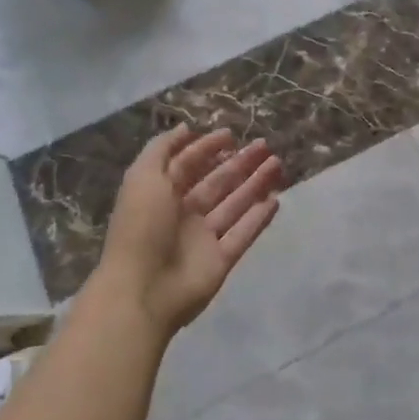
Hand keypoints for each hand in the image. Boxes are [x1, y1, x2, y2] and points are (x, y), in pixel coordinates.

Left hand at [97, 125, 282, 335]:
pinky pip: (244, 234)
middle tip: (263, 145)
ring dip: (255, 183)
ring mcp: (204, 239)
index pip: (187, 165)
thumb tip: (185, 128)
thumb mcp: (143, 178)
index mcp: (161, 195)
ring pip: (235, 204)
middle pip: (216, 182)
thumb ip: (162, 149)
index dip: (206, 148)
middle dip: (239, 162)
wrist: (142, 291)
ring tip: (277, 163)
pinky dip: (259, 218)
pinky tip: (277, 199)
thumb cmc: (141, 227)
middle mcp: (183, 215)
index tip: (230, 134)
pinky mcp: (221, 260)